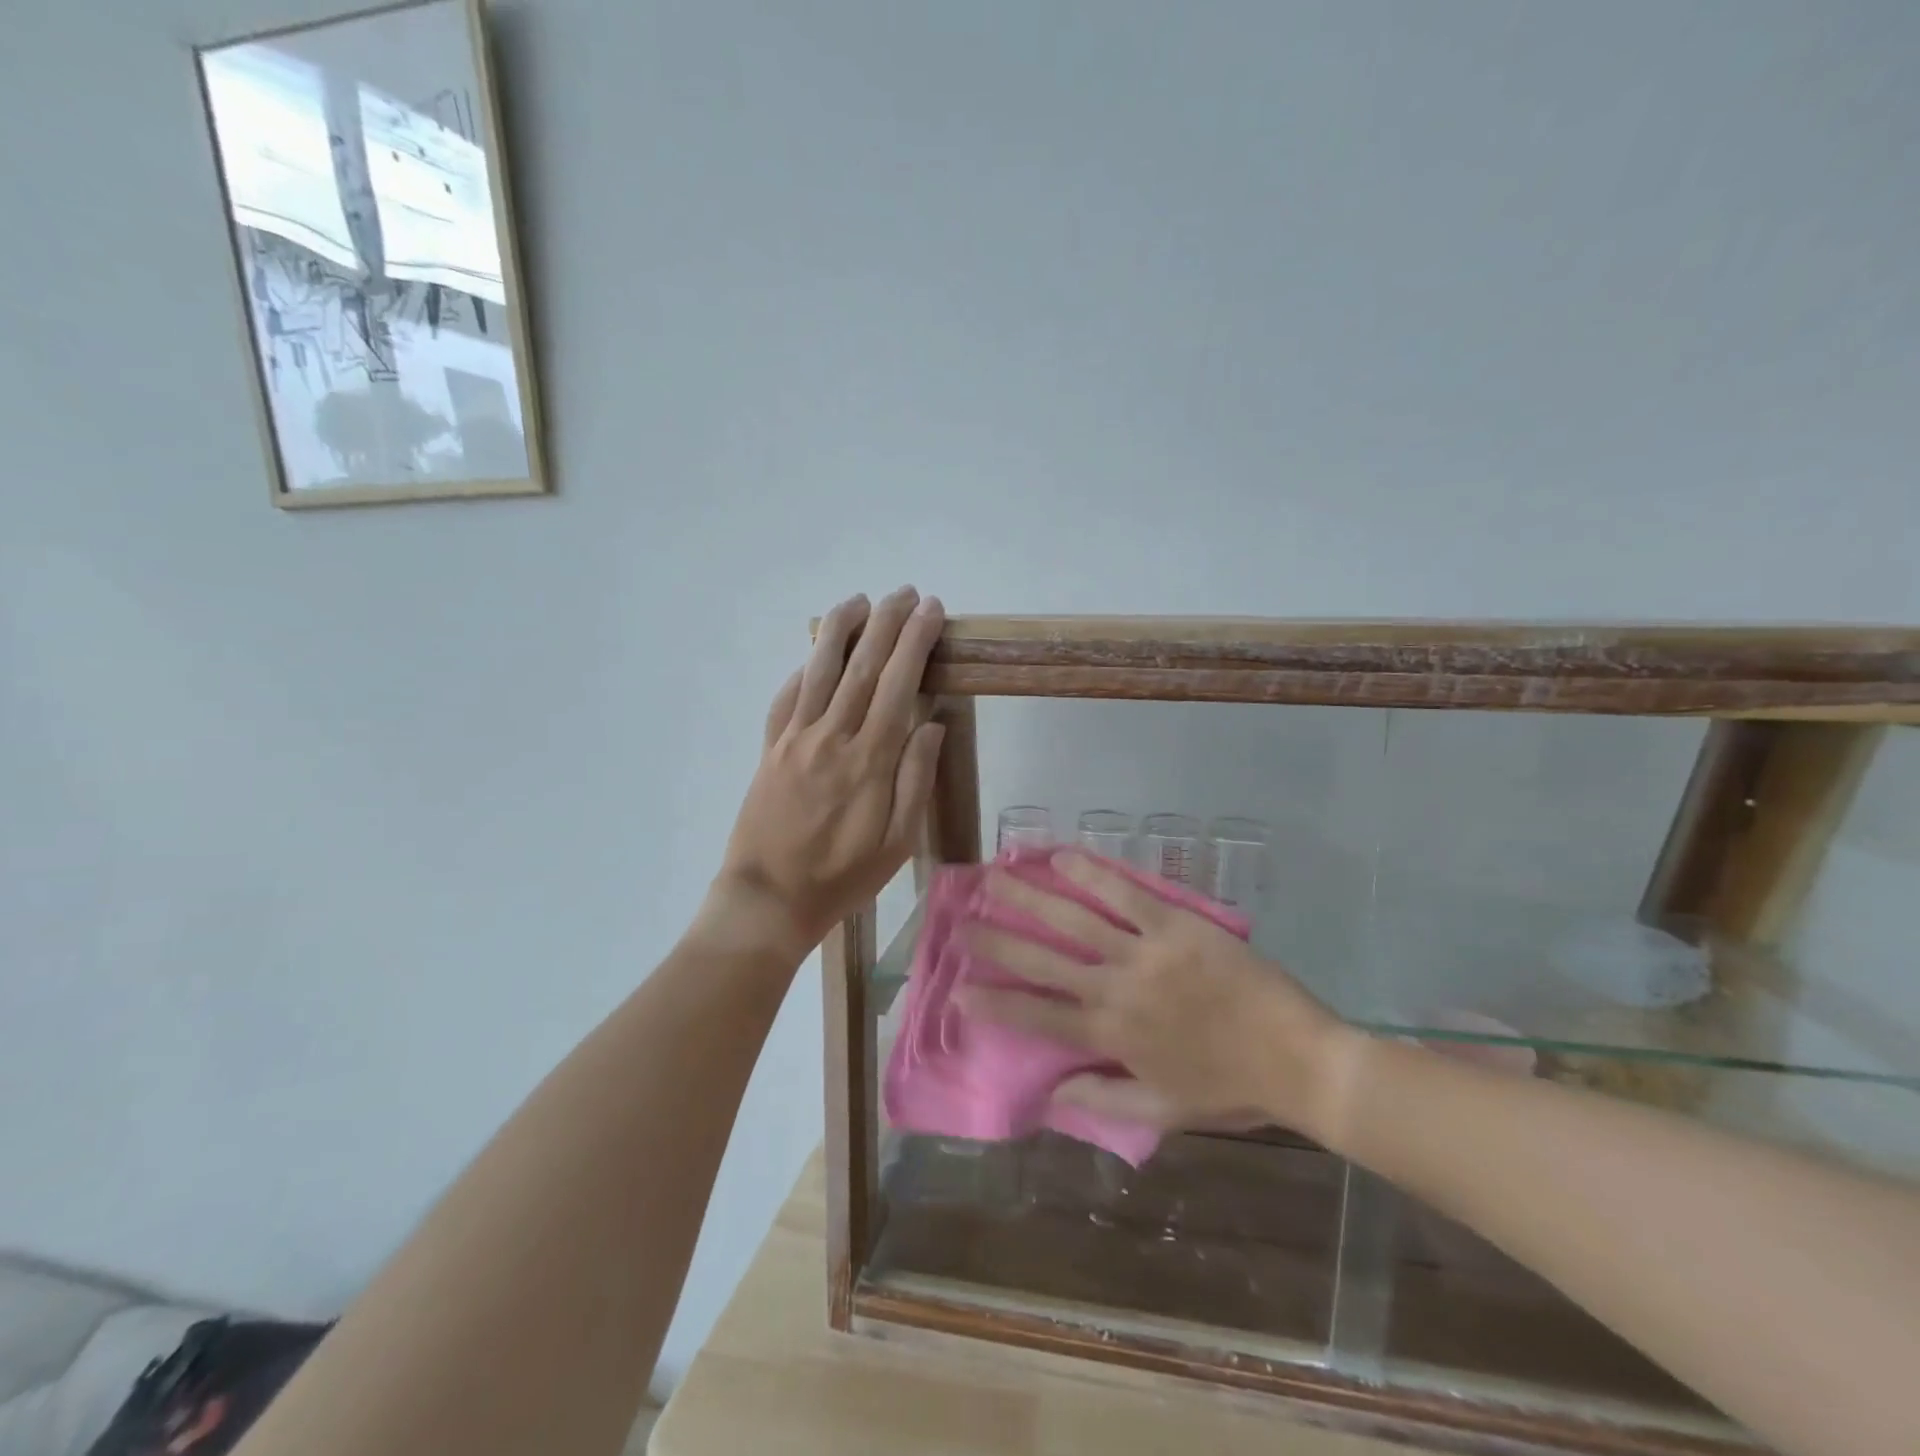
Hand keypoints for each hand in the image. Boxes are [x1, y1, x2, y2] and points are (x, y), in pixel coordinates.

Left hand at [716, 587, 946, 952]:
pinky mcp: (770, 749)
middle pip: (863, 666)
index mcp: (870, 759)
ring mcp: (796, 739)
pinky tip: (814, 656)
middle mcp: (832, 737)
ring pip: (820, 670)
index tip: (931, 611)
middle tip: (905, 592)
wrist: (769, 899)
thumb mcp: (898, 842)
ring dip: (840, 630)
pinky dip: (803, 670)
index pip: (899, 684)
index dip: (915, 642)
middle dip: (886, 623)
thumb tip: (932, 723)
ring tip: (859, 600)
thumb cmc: (843, 877)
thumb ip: (915, 778)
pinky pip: (787, 698)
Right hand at [958, 853, 1361, 1140]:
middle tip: (963, 922)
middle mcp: (1116, 989)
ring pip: (1074, 920)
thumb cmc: (1230, 1089)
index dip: (995, 1004)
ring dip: (1031, 897)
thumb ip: (1103, 1100)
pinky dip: (1091, 874)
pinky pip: (1125, 894)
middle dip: (997, 941)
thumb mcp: (1164, 1111)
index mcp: (1111, 1036)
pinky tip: (1063, 856)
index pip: (1037, 1017)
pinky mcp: (1175, 925)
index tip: (959, 991)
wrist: (1298, 1060)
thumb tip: (1050, 1091)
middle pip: (1043, 960)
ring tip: (997, 876)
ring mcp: (1144, 953)